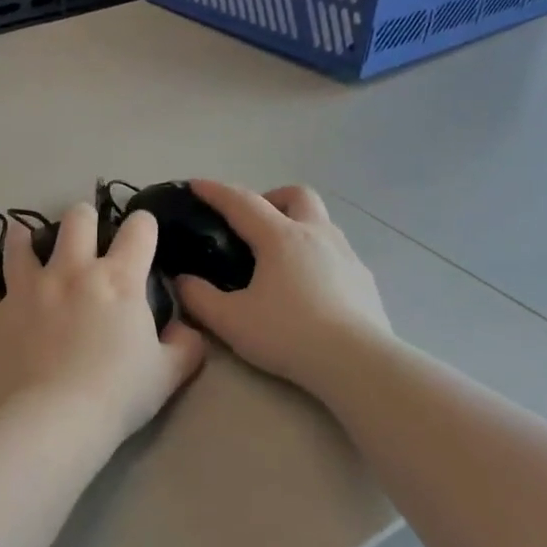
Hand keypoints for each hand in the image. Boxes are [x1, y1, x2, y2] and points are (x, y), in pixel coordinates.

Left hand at [0, 203, 206, 445]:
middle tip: (87, 239)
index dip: (144, 226)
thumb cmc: (118, 395)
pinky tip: (6, 306)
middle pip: (78, 219)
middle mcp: (72, 271)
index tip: (142, 235)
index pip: (139, 228)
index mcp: (119, 280)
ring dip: (28, 238)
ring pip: (22, 242)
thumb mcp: (168, 374)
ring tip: (29, 242)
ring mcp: (28, 289)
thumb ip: (185, 346)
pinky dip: (2, 295)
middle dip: (86, 220)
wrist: (53, 420)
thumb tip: (186, 331)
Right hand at [173, 181, 393, 392]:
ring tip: (278, 259)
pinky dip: (316, 255)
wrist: (356, 361)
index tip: (196, 185)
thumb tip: (182, 281)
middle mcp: (316, 234)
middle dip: (270, 198)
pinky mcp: (364, 278)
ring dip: (297, 225)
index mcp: (280, 238)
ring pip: (320, 221)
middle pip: (295, 195)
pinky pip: (336, 252)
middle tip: (252, 225)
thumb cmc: (288, 335)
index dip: (216, 191)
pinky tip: (308, 287)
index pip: (242, 202)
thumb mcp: (230, 321)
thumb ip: (199, 298)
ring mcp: (346, 254)